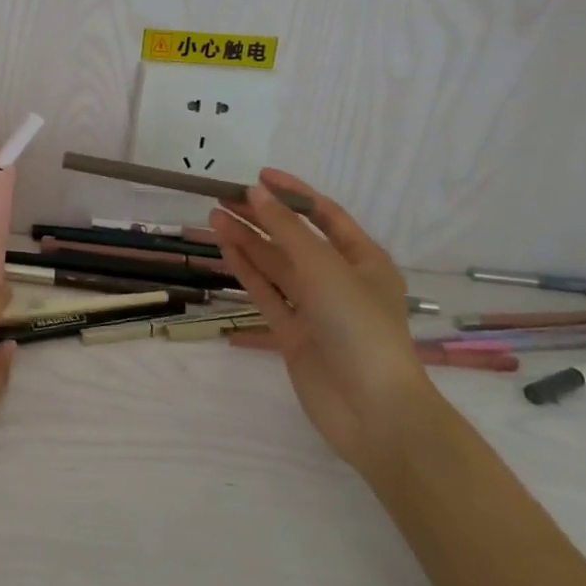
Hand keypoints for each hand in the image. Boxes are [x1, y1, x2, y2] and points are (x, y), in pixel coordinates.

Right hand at [211, 170, 434, 469]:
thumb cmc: (358, 326)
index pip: (325, 215)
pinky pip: (266, 293)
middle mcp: (339, 280)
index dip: (293, 193)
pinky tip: (224, 247)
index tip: (258, 176)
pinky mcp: (293, 333)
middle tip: (224, 196)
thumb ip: (287, 229)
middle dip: (262, 216)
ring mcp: (314, 308)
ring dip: (247, 240)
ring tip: (214, 216)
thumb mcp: (324, 267)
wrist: (372, 409)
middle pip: (294, 239)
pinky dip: (246, 270)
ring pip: (276, 265)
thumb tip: (255, 192)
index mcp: (363, 260)